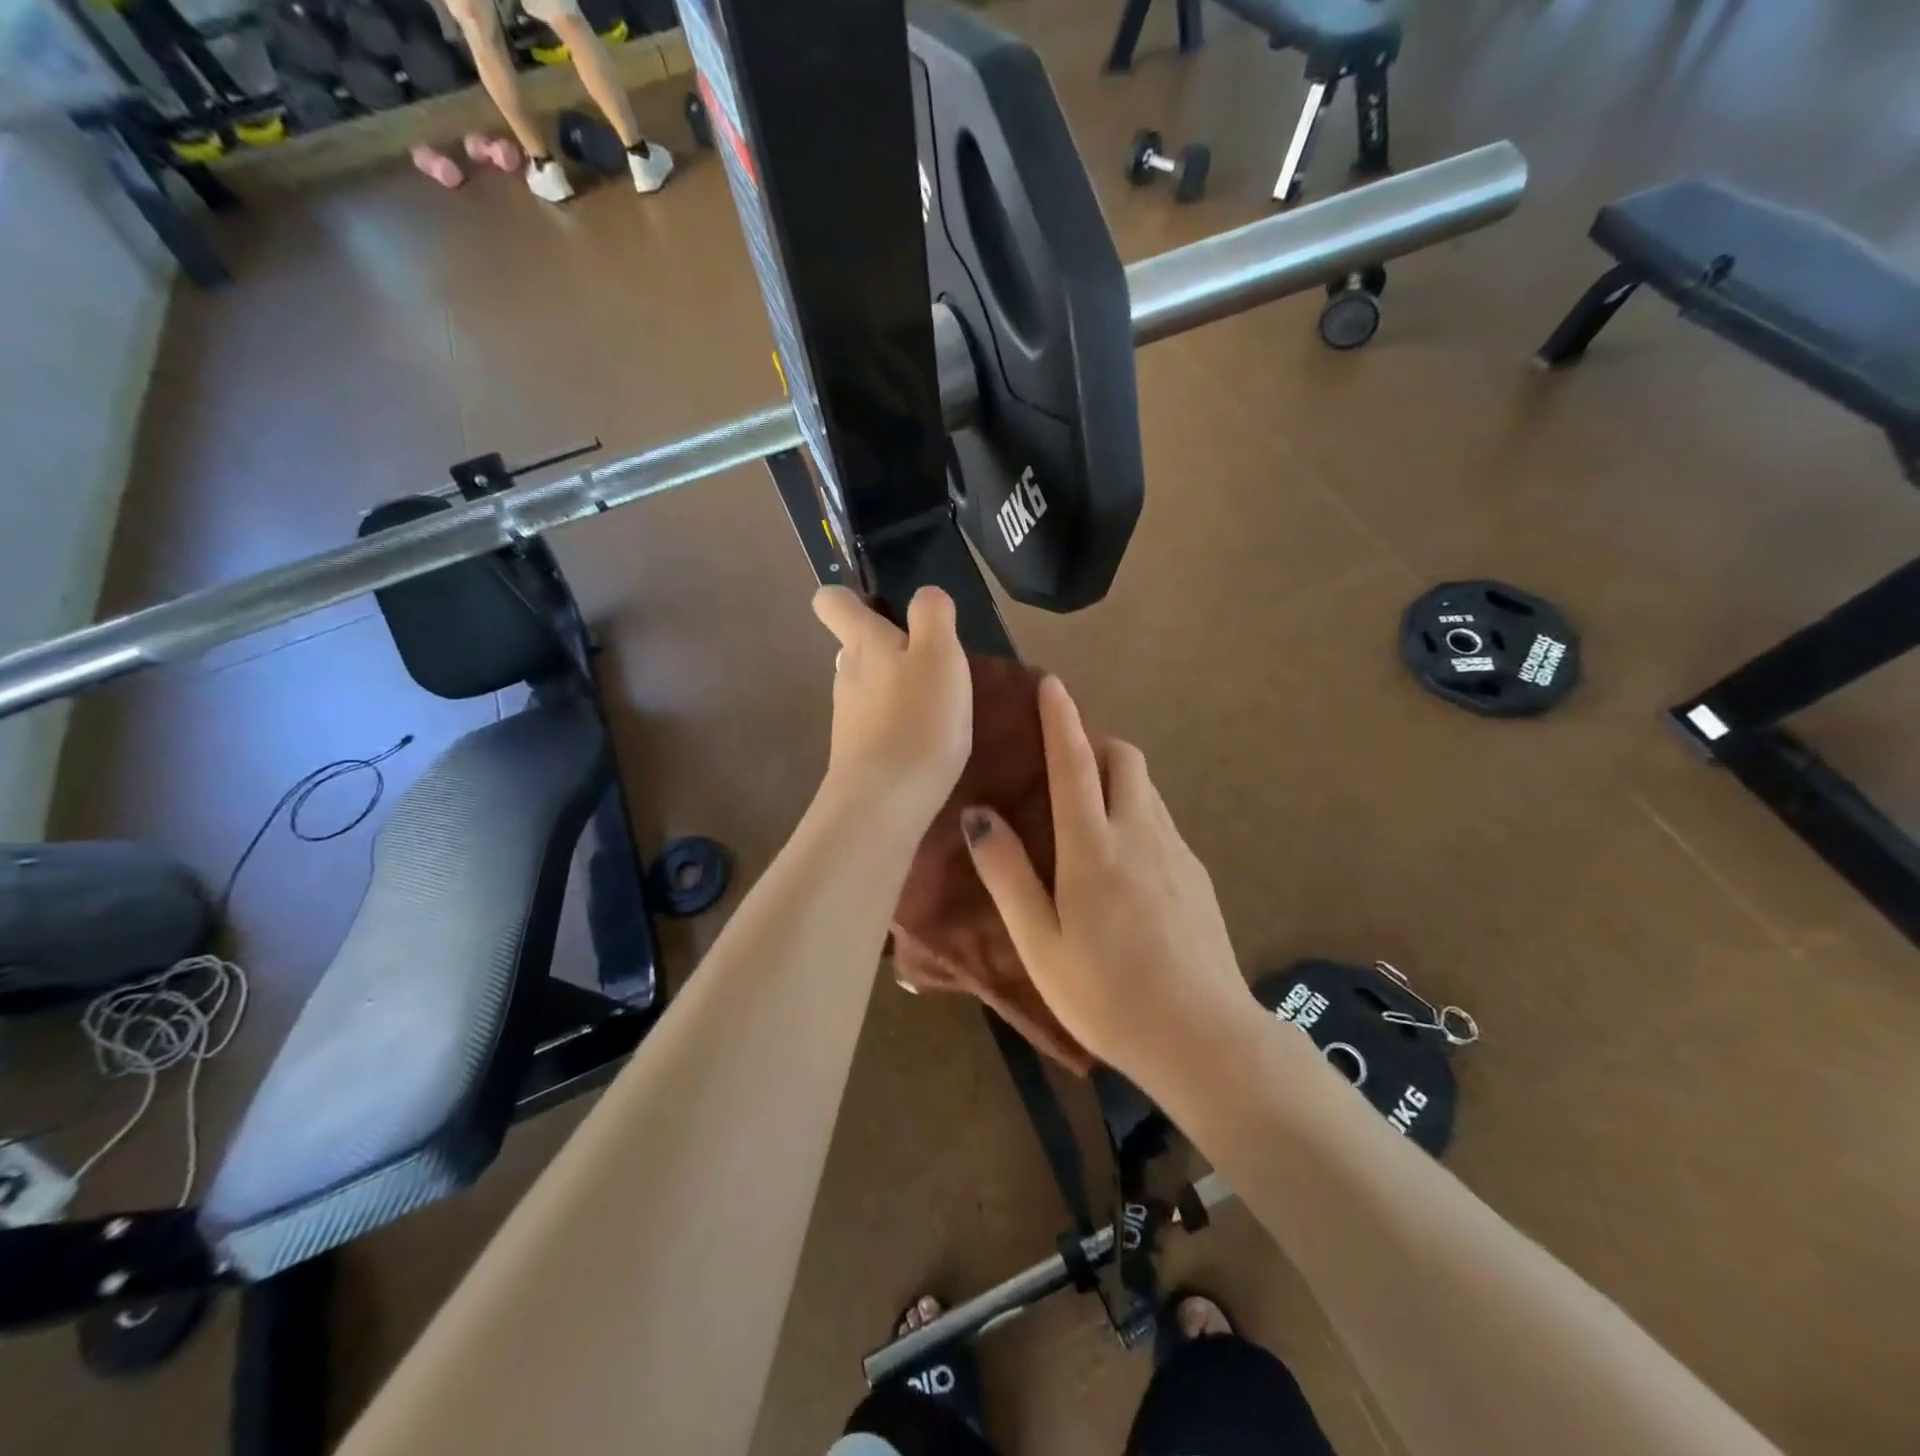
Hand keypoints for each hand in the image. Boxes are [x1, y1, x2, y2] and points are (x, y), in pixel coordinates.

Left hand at [812, 586, 971, 828]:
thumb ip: (932, 615)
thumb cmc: (918, 719)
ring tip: (938, 704)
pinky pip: (877, 723)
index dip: (849, 597)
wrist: (885, 801)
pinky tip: (927, 739)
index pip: (831, 602)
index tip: (879, 606)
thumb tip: (925, 595)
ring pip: (868, 686)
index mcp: (862, 642)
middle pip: (855, 646)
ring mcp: (848, 717)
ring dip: (897, 687)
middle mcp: (846, 674)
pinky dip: (899, 722)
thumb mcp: (939, 655)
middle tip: (933, 661)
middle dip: (887, 647)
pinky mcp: (857, 752)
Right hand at [962, 676, 1250, 1079]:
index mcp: (1094, 846)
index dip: (1061, 719)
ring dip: (1117, 779)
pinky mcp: (1198, 875)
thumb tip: (979, 816)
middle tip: (1063, 763)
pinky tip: (1123, 864)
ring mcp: (1177, 852)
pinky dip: (1137, 814)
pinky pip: (1162, 822)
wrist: (1204, 1038)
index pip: (1075, 761)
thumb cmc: (1106, 994)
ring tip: (1088, 811)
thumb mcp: (1039, 942)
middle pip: (1125, 759)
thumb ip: (1007, 874)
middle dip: (1095, 743)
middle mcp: (1141, 833)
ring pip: (1147, 790)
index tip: (1051, 684)